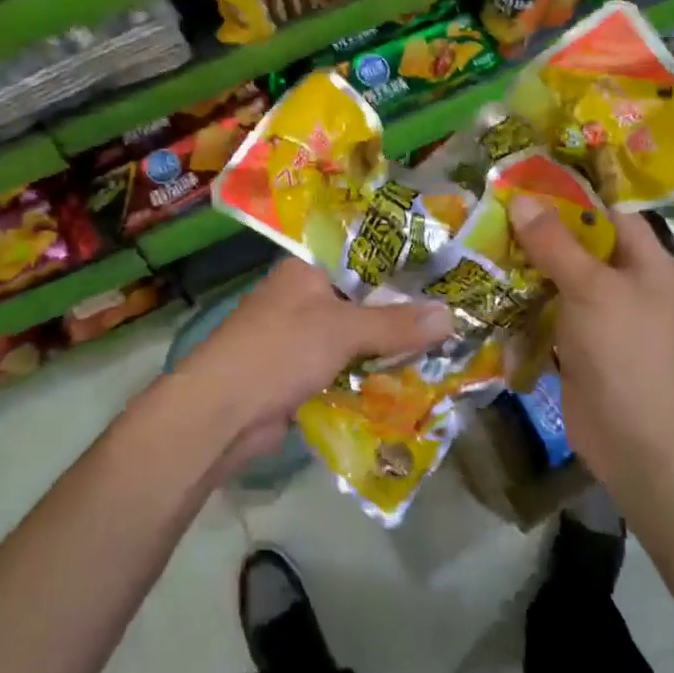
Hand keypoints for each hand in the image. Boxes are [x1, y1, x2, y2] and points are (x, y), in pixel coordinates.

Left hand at [176, 257, 453, 472]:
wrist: (221, 412)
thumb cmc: (280, 350)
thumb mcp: (343, 330)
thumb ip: (396, 323)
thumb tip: (451, 314)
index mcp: (304, 270)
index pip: (360, 260)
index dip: (400, 271)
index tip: (444, 280)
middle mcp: (300, 297)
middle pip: (360, 302)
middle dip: (399, 316)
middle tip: (452, 321)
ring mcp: (297, 338)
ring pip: (352, 338)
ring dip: (386, 349)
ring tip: (441, 352)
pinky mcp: (296, 374)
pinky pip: (342, 368)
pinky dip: (366, 375)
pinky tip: (405, 383)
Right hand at [505, 196, 673, 471]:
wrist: (637, 441)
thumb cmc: (624, 351)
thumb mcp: (590, 288)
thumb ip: (554, 242)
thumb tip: (519, 198)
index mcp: (648, 264)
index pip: (610, 213)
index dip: (570, 196)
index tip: (524, 183)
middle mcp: (630, 286)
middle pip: (582, 246)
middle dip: (539, 232)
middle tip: (492, 213)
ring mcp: (606, 319)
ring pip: (562, 280)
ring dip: (528, 268)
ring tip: (483, 245)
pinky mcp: (583, 346)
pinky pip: (552, 312)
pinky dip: (527, 303)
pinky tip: (493, 291)